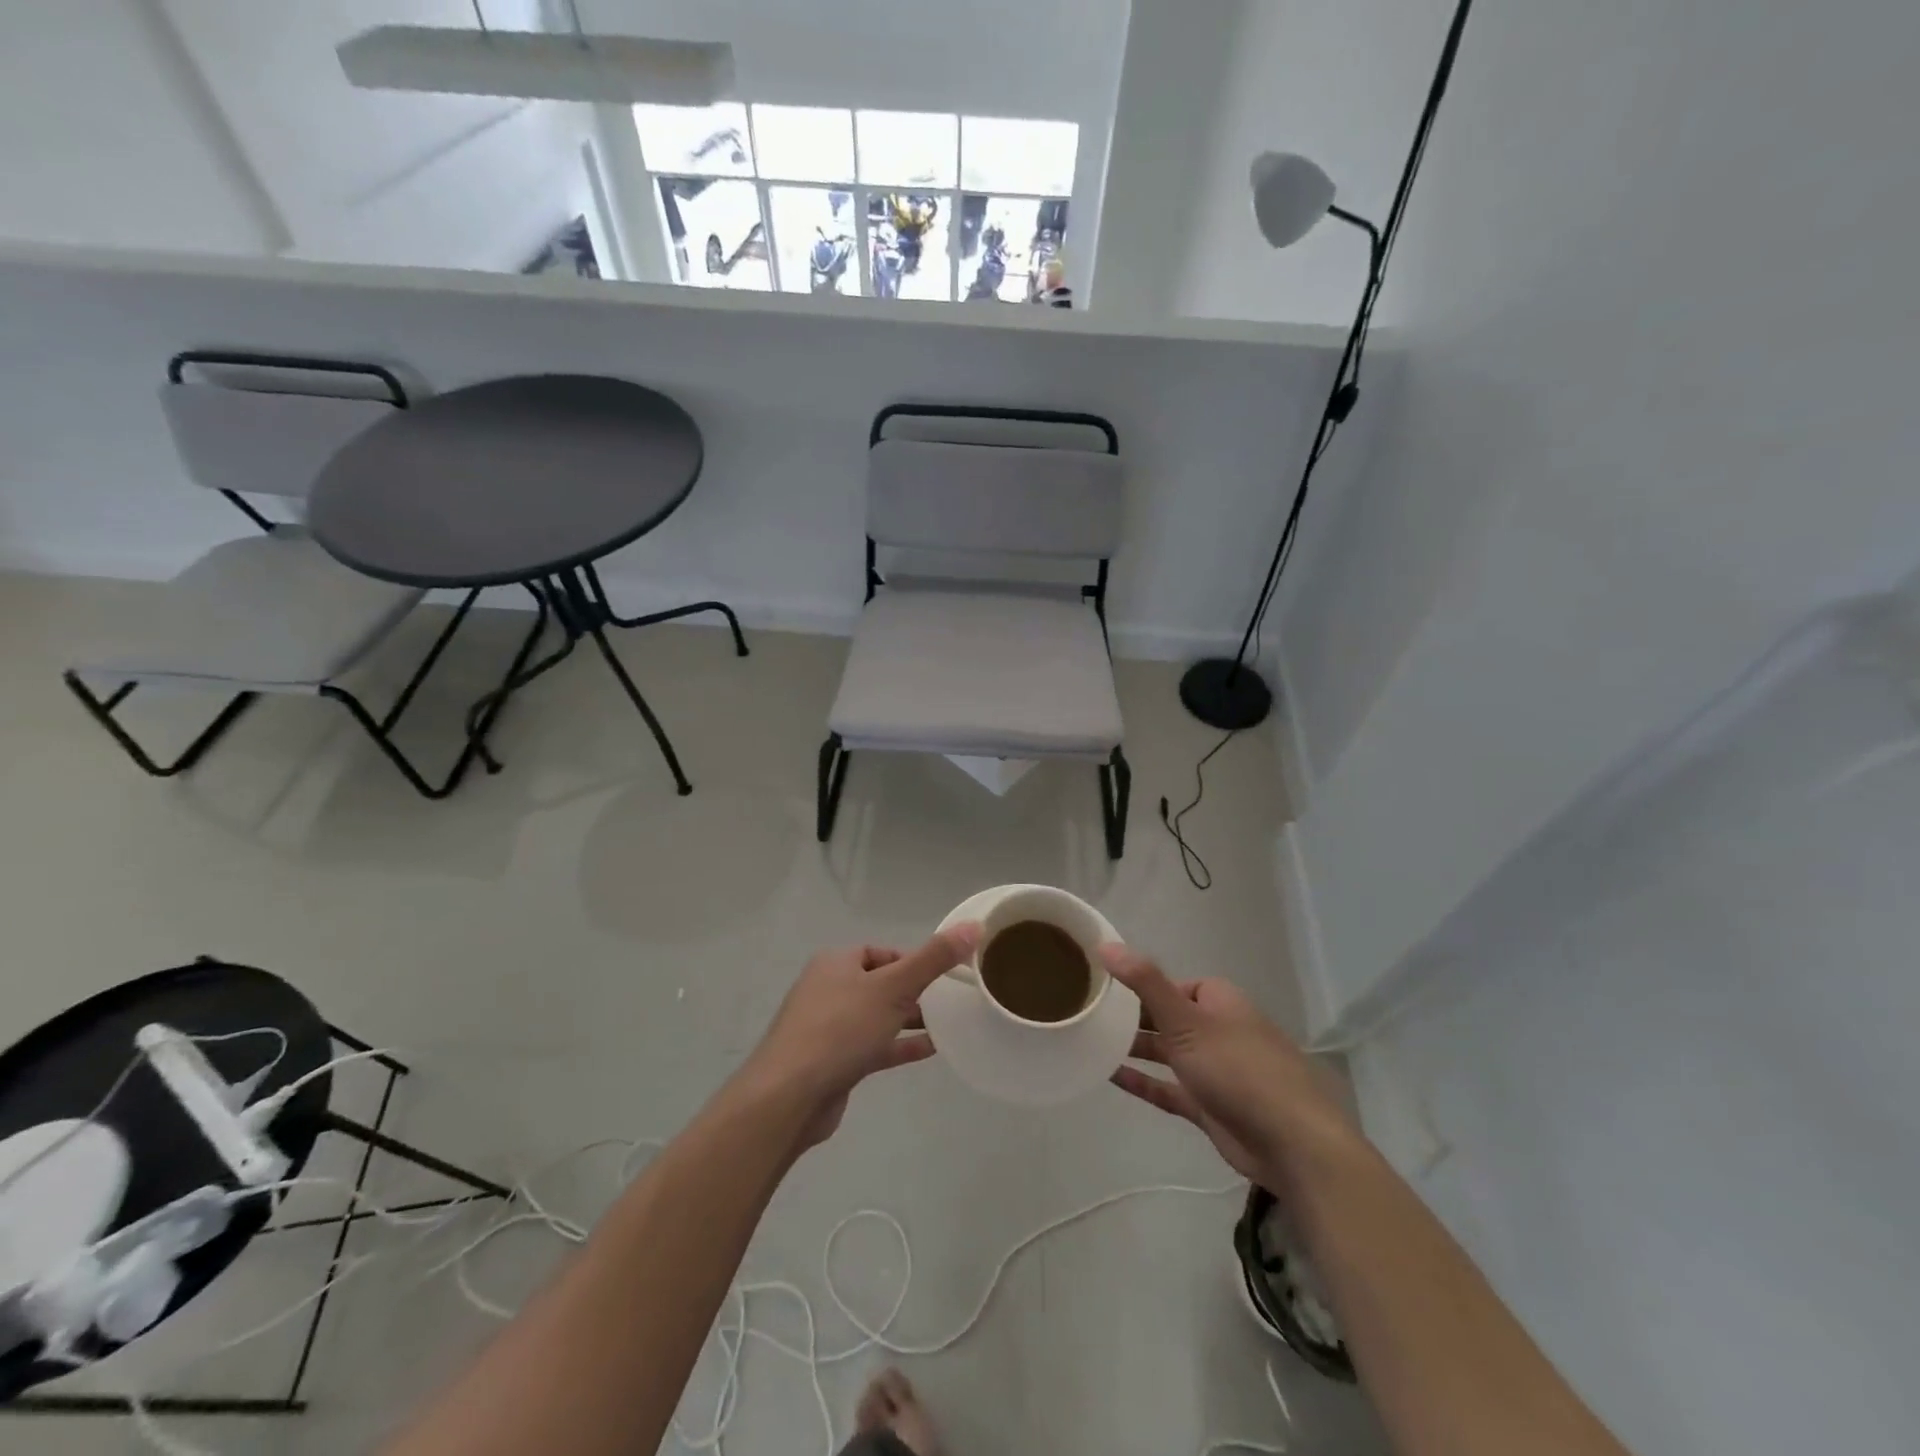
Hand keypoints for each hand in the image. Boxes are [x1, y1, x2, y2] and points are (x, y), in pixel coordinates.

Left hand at [742, 926, 979, 1147]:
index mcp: (836, 963)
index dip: (912, 960)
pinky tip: (930, 1050)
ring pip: (876, 1016)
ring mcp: (828, 1028)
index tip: (942, 974)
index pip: (880, 952)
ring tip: (947, 1024)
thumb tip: (974, 925)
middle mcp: (829, 990)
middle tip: (948, 1001)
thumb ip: (934, 958)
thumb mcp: (894, 986)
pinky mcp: (833, 1062)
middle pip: (879, 983)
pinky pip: (873, 1046)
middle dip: (913, 991)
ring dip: (908, 1019)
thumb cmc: (841, 1029)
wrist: (789, 1096)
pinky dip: (899, 1045)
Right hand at [1103, 944, 1357, 1185]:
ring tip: (1092, 1041)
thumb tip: (1105, 944)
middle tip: (1092, 1013)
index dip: (1144, 983)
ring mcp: (1215, 1070)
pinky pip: (1169, 1088)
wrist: (1290, 1142)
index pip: (1175, 983)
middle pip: (1169, 1017)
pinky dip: (1143, 1082)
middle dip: (1135, 1017)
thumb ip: (1144, 982)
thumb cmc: (1236, 1068)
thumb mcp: (1184, 1019)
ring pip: (1168, 1053)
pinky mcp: (1210, 1106)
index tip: (1108, 986)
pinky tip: (1110, 1076)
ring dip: (1136, 1048)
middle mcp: (1218, 1030)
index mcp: (1219, 1001)